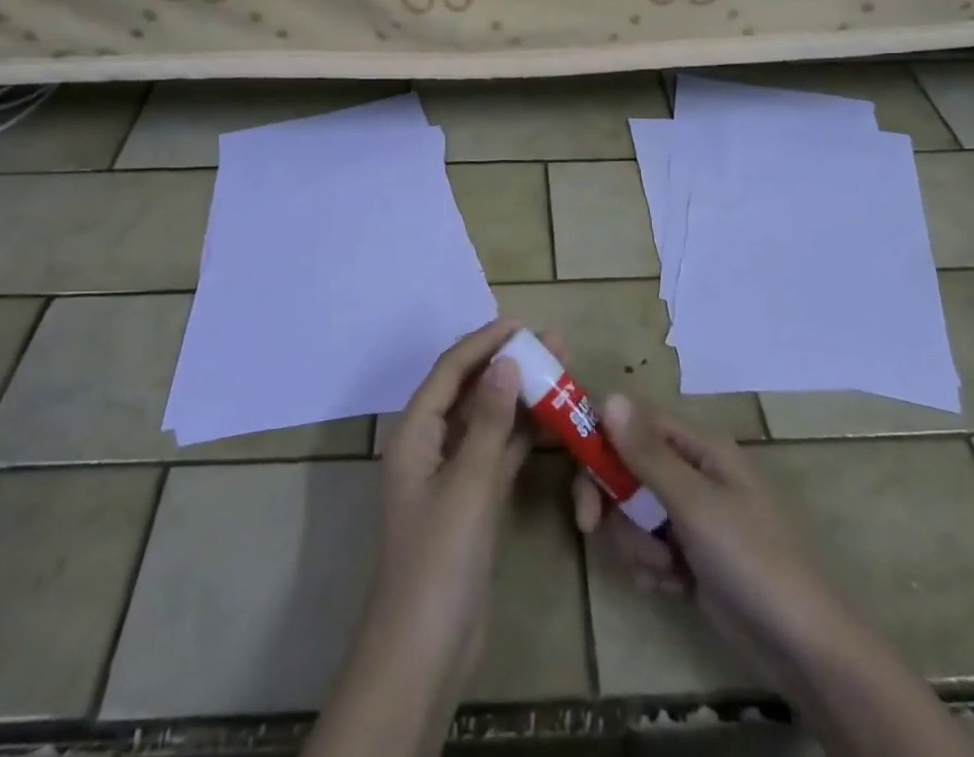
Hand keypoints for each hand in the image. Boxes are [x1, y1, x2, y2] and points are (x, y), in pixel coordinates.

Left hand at [368, 318, 531, 691]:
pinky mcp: (472, 501)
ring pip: (488, 421)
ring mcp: (452, 474)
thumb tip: (506, 362)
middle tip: (550, 342)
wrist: (425, 650)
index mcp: (415, 433)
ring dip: (519, 397)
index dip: (484, 343)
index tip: (521, 323)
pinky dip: (522, 435)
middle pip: (470, 391)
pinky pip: (498, 453)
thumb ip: (490, 422)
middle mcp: (430, 445)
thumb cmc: (439, 559)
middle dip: (507, 364)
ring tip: (559, 370)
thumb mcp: (467, 484)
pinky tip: (551, 419)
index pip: (451, 371)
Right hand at [571, 394, 842, 676]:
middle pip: (627, 467)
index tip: (578, 474)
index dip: (601, 441)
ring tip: (664, 570)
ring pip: (634, 512)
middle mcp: (694, 472)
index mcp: (700, 447)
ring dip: (636, 543)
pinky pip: (650, 547)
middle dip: (611, 500)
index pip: (634, 422)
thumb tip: (609, 396)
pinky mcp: (691, 556)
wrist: (804, 649)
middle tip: (591, 527)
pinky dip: (652, 567)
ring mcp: (693, 516)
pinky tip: (672, 587)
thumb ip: (647, 453)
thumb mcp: (695, 504)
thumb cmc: (752, 560)